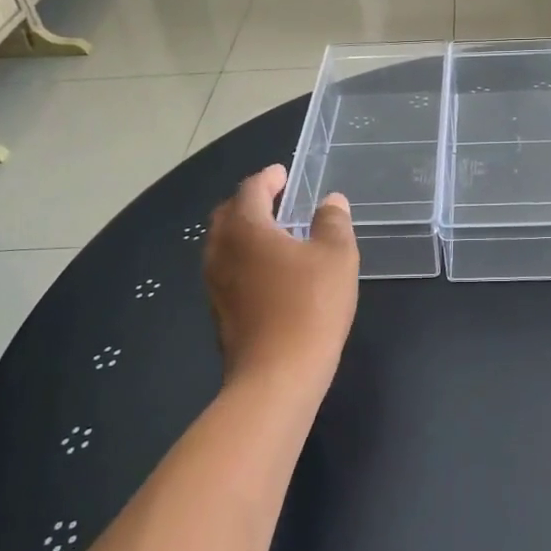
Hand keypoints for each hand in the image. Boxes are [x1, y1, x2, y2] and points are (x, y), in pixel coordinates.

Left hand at [204, 165, 358, 394]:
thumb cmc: (310, 306)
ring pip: (224, 243)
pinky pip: (228, 269)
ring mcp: (214, 283)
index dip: (268, 178)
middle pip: (229, 213)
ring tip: (275, 233)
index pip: (250, 189)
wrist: (276, 376)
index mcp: (246, 228)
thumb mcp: (336, 256)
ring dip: (246, 230)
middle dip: (251, 201)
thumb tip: (330, 201)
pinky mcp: (219, 311)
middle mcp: (221, 250)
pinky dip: (245, 257)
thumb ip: (333, 222)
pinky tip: (269, 271)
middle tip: (276, 199)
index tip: (282, 173)